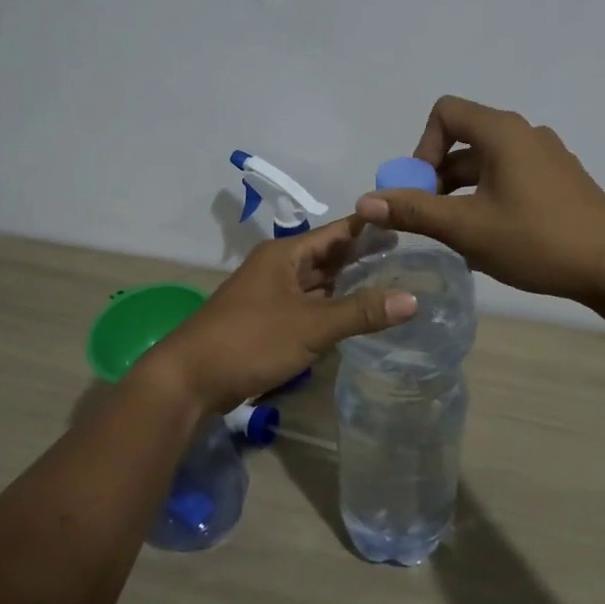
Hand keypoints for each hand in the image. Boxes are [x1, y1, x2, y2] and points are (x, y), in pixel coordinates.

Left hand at [141, 217, 416, 411]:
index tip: (407, 224)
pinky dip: (330, 308)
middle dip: (363, 257)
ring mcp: (270, 295)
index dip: (370, 227)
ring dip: (347, 284)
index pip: (337, 231)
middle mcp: (278, 268)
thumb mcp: (311, 325)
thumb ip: (361, 312)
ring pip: (317, 283)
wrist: (190, 379)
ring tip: (391, 283)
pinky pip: (307, 307)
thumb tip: (414, 299)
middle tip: (409, 257)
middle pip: (328, 256)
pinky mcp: (266, 322)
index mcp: (285, 255)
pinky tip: (354, 316)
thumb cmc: (250, 340)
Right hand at [355, 95, 604, 304]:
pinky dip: (490, 194)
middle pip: (465, 137)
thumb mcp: (467, 229)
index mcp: (503, 132)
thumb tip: (365, 202)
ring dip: (462, 189)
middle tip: (432, 217)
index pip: (446, 112)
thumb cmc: (536, 241)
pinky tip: (494, 235)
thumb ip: (414, 211)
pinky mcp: (562, 178)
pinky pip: (512, 174)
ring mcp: (548, 155)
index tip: (423, 189)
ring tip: (459, 232)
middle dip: (438, 175)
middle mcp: (526, 133)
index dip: (422, 147)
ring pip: (488, 161)